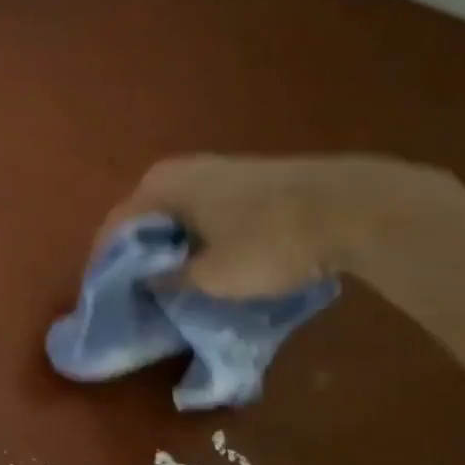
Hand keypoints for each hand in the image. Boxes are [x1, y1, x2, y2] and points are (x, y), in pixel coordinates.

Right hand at [98, 155, 459, 299]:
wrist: (356, 207)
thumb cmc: (269, 242)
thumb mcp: (212, 277)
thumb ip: (169, 280)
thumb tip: (147, 282)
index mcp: (159, 186)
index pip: (115, 227)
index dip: (109, 264)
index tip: (108, 295)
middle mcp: (181, 168)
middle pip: (145, 218)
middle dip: (140, 254)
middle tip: (140, 289)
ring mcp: (218, 168)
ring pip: (177, 213)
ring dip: (172, 244)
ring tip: (175, 279)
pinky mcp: (249, 177)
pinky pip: (205, 210)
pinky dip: (199, 234)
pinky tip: (212, 258)